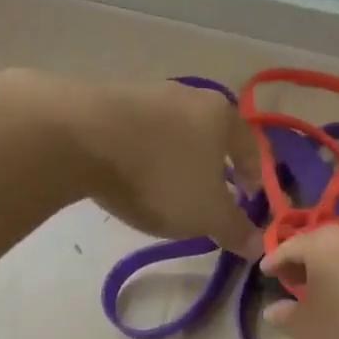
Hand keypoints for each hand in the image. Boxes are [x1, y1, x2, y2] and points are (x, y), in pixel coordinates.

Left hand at [50, 75, 262, 255]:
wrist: (80, 137)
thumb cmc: (159, 175)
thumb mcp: (205, 214)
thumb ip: (234, 229)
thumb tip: (258, 244)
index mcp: (221, 115)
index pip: (250, 144)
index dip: (253, 172)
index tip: (249, 196)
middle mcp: (188, 95)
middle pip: (210, 132)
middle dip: (213, 163)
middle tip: (209, 192)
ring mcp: (147, 93)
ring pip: (173, 129)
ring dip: (175, 157)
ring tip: (166, 186)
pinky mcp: (109, 99)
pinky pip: (138, 130)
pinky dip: (142, 151)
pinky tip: (130, 173)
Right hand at [262, 224, 338, 338]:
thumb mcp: (306, 331)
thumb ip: (286, 316)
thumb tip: (273, 309)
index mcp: (324, 244)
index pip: (290, 246)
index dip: (275, 260)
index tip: (266, 272)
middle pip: (323, 244)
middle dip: (308, 260)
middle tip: (297, 278)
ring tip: (332, 287)